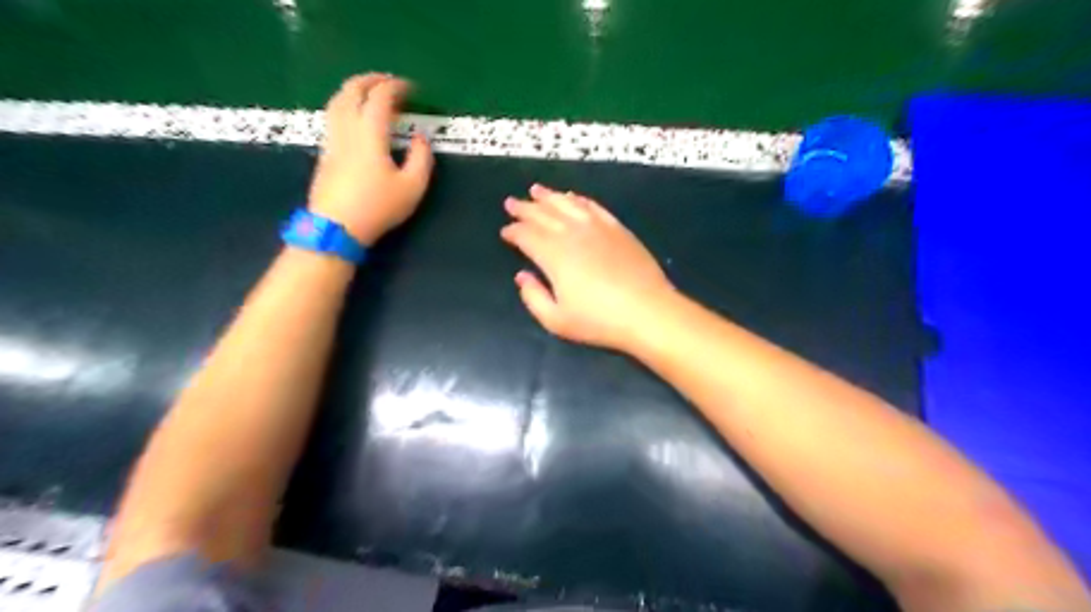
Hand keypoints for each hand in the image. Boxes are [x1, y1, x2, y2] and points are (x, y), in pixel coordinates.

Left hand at [307, 75, 435, 246]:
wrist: (337, 227)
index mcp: (370, 133)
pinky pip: (333, 115)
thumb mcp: (412, 187)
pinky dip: (345, 104)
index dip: (396, 87)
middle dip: (371, 80)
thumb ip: (421, 159)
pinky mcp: (325, 152)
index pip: (381, 97)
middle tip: (388, 82)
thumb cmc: (378, 207)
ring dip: (354, 89)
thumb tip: (420, 138)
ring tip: (368, 92)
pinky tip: (353, 116)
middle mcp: (347, 128)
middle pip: (352, 90)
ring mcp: (332, 139)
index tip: (412, 89)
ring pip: (337, 100)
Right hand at [502, 185, 673, 348]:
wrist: (647, 311)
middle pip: (542, 214)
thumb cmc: (599, 321)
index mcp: (553, 255)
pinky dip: (579, 199)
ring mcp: (597, 227)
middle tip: (511, 203)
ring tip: (536, 190)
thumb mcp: (556, 320)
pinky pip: (592, 206)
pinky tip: (572, 198)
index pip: (526, 235)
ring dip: (549, 196)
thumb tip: (522, 276)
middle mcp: (572, 233)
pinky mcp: (617, 228)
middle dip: (524, 208)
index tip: (505, 231)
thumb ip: (533, 297)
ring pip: (566, 204)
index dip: (513, 231)